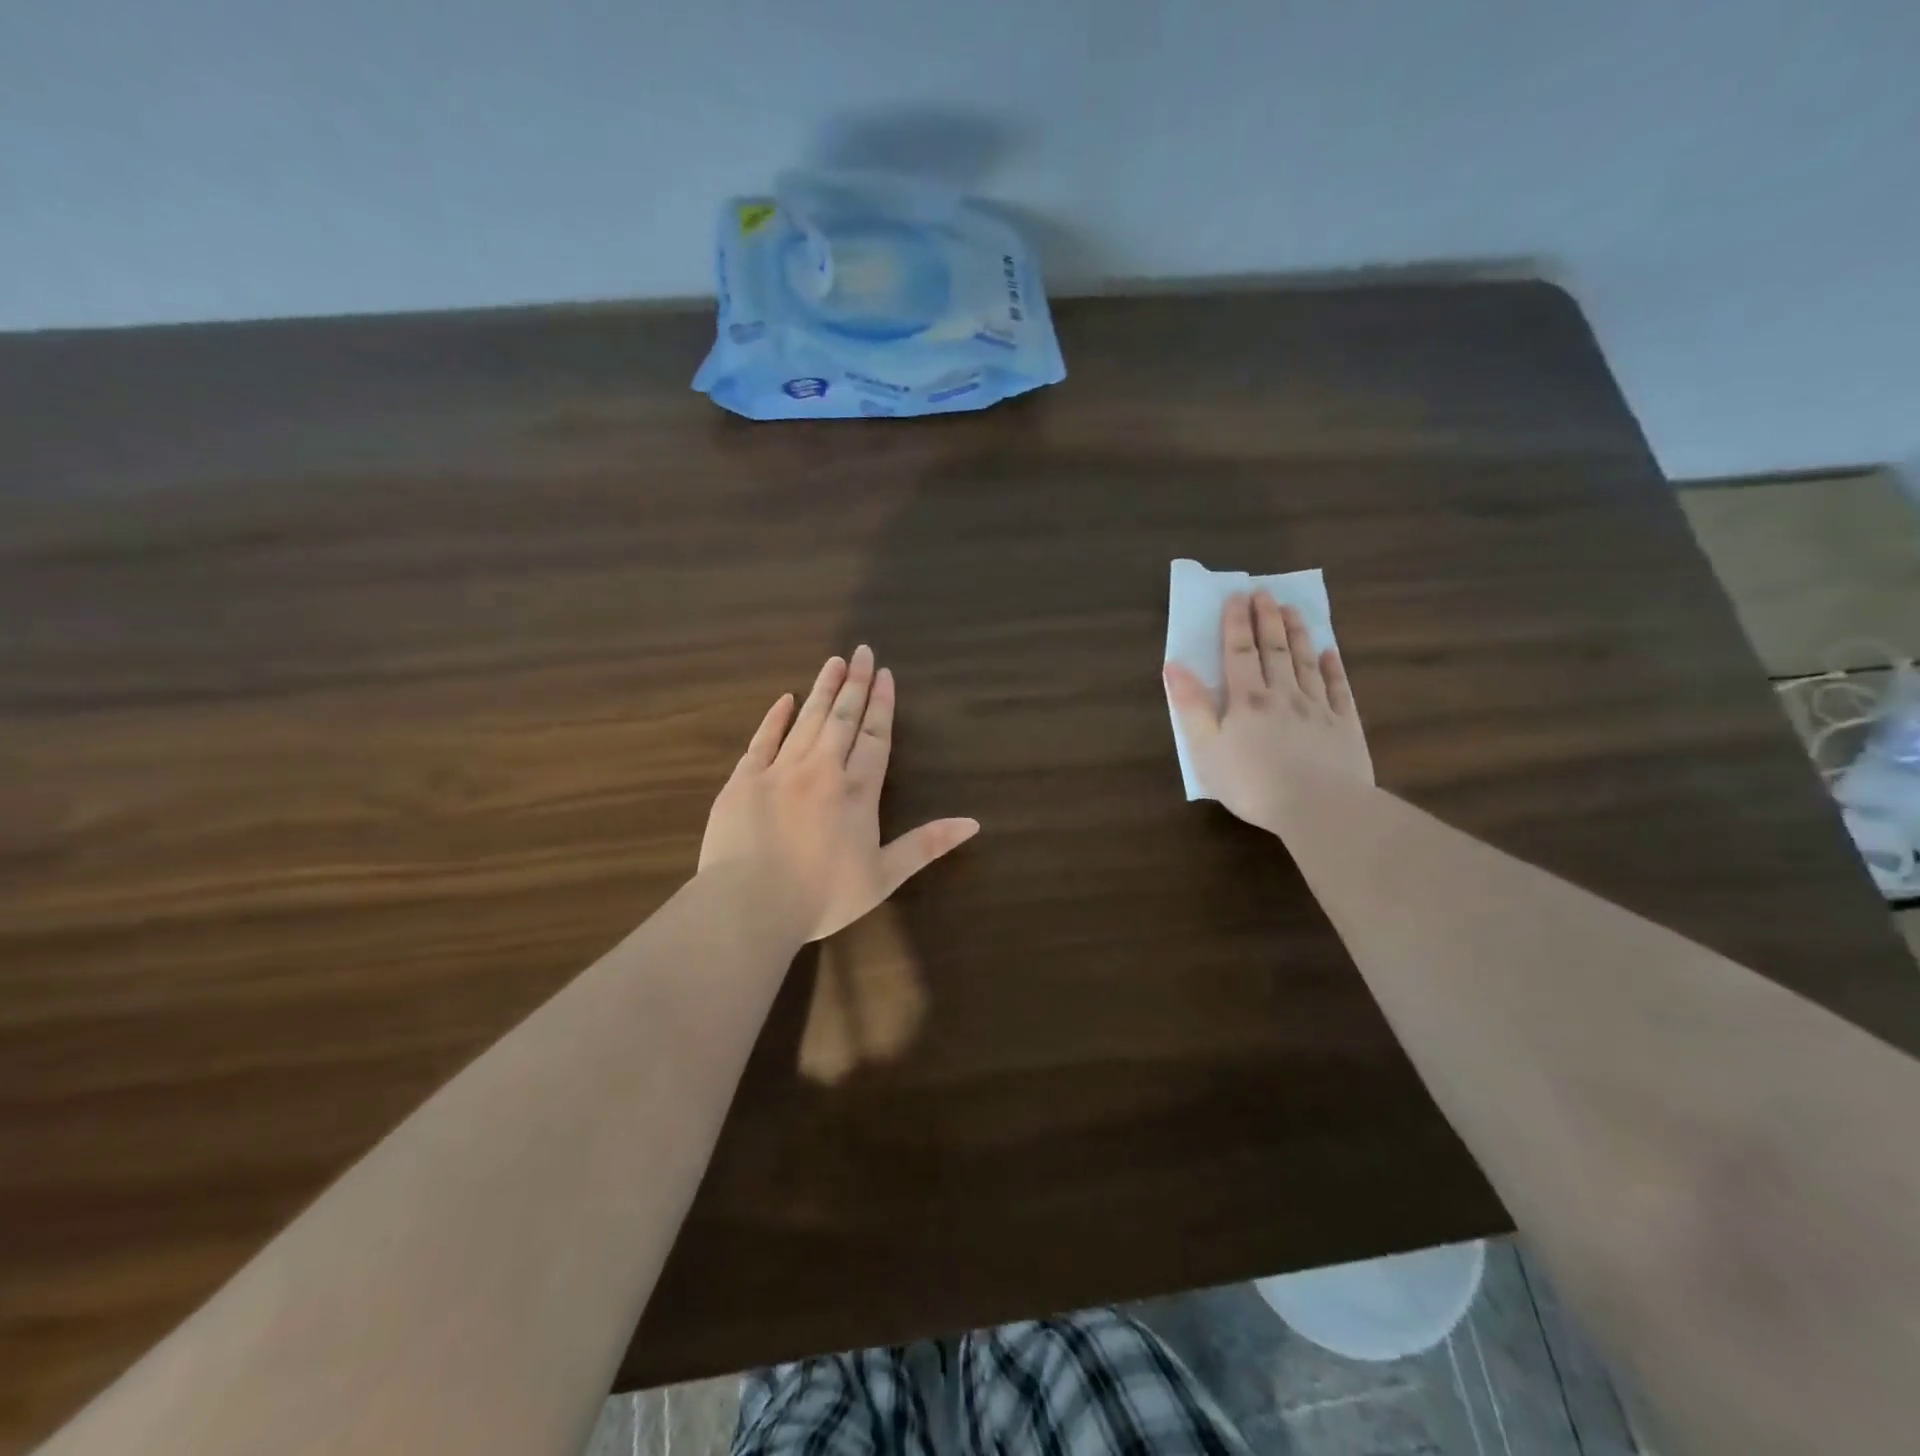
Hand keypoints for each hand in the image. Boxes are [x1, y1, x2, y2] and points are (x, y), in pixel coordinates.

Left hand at [700, 645, 979, 943]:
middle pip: (843, 718)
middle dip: (855, 684)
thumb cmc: (822, 897)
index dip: (882, 705)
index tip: (885, 674)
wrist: (749, 906)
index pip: (875, 737)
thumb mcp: (884, 877)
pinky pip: (763, 739)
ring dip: (823, 690)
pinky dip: (775, 717)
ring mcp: (780, 771)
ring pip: (808, 720)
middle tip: (862, 651)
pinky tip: (785, 698)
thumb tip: (974, 823)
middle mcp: (822, 770)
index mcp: (857, 792)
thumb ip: (927, 845)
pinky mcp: (744, 780)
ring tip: (834, 661)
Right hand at [1164, 591, 1372, 836]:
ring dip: (1299, 634)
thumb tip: (1173, 666)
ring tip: (1293, 609)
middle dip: (1268, 619)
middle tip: (1265, 592)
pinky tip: (1331, 652)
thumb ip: (1191, 706)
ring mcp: (1318, 708)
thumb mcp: (1205, 749)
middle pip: (1275, 649)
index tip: (1237, 596)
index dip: (1237, 623)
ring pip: (1307, 662)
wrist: (1319, 808)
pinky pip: (1339, 689)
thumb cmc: (1252, 783)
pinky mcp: (1345, 727)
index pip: (1239, 652)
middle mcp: (1283, 694)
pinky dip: (1334, 668)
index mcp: (1247, 700)